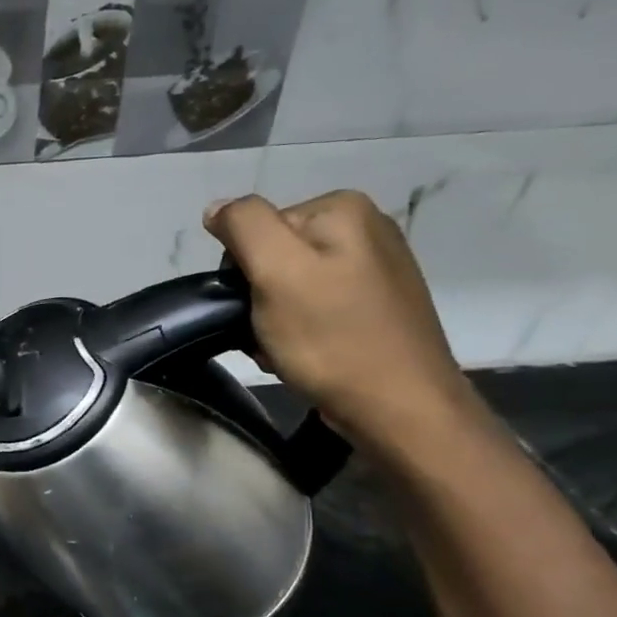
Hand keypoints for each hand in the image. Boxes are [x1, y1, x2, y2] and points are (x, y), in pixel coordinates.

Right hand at [204, 191, 479, 455]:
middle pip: (275, 255)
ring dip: (274, 320)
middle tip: (269, 333)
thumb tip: (217, 209)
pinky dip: (300, 331)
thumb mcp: (276, 272)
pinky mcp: (379, 305)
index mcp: (341, 209)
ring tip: (285, 349)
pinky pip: (317, 308)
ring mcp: (377, 267)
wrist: (399, 407)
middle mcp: (366, 227)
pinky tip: (307, 354)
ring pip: (292, 285)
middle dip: (260, 296)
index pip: (257, 229)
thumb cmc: (331, 338)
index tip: (256, 307)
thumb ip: (244, 226)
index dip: (245, 271)